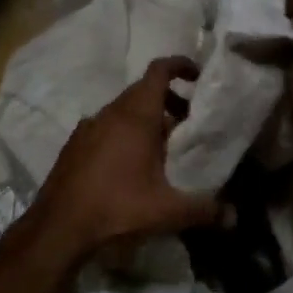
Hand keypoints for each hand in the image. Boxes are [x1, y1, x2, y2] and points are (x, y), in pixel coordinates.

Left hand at [29, 56, 224, 259]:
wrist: (58, 226)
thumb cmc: (117, 207)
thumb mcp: (168, 211)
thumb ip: (205, 210)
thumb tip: (234, 218)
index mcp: (136, 115)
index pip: (159, 71)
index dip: (180, 65)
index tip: (198, 77)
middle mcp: (110, 113)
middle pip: (143, 91)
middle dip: (169, 100)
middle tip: (188, 123)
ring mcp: (88, 127)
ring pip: (123, 110)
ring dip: (146, 119)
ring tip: (163, 148)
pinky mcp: (74, 145)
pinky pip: (106, 127)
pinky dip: (123, 133)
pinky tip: (130, 165)